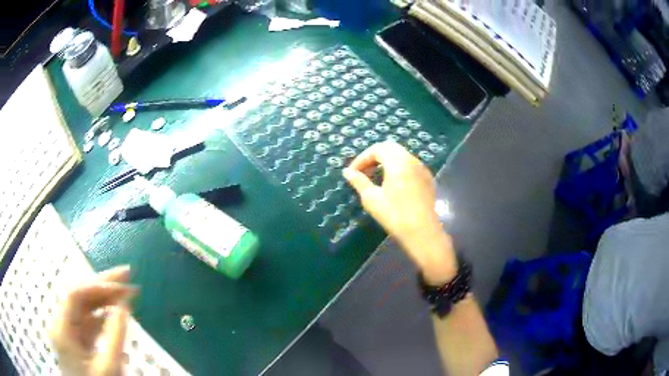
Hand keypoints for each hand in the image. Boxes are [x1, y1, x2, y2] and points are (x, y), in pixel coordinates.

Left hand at [50, 266, 136, 375]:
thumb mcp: (109, 368)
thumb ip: (115, 336)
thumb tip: (124, 306)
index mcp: (62, 329)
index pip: (76, 294)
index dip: (99, 284)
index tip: (124, 284)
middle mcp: (61, 324)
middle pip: (78, 296)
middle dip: (102, 285)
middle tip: (127, 276)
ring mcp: (67, 332)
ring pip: (83, 308)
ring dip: (103, 299)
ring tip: (125, 293)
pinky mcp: (75, 341)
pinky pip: (87, 323)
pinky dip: (101, 317)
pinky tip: (114, 315)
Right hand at [343, 141, 456, 283]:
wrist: (422, 232)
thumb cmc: (394, 215)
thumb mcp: (371, 198)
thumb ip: (359, 181)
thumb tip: (347, 172)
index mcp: (398, 162)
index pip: (377, 149)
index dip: (362, 158)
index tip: (352, 172)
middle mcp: (412, 160)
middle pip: (390, 148)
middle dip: (374, 156)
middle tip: (363, 171)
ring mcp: (422, 169)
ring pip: (401, 155)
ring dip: (386, 161)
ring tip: (375, 177)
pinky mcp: (427, 179)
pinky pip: (410, 165)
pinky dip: (398, 167)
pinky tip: (392, 184)